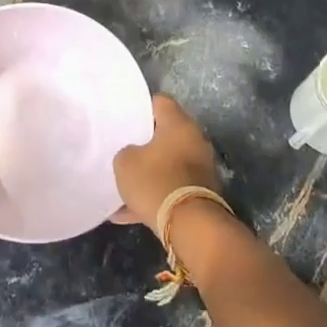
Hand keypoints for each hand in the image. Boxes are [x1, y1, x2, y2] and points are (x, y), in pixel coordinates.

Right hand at [113, 95, 219, 227]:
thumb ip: (126, 152)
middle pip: (167, 133)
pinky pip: (173, 188)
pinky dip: (156, 196)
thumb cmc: (155, 181)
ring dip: (150, 173)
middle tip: (125, 149)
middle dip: (146, 142)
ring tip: (124, 187)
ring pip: (169, 164)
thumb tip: (134, 154)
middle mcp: (195, 140)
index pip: (160, 102)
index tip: (125, 118)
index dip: (140, 107)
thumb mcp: (125, 163)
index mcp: (179, 124)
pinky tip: (129, 213)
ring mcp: (202, 168)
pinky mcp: (203, 193)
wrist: (190, 225)